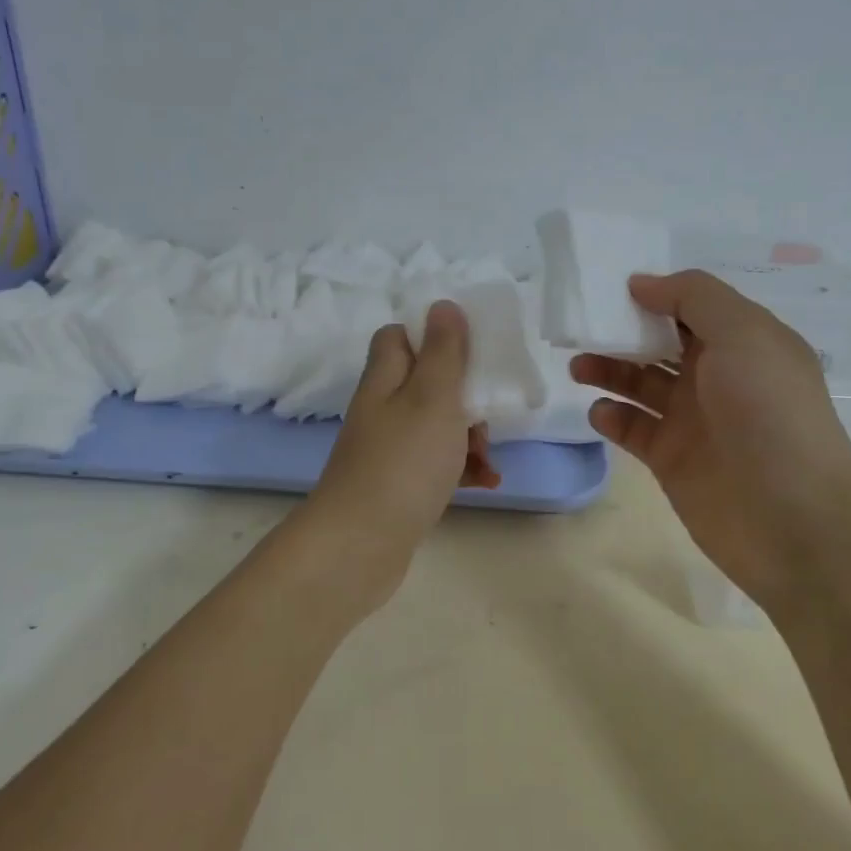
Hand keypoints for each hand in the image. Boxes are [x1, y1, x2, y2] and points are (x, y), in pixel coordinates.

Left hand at [303, 301, 499, 612]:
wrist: (360, 546)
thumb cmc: (403, 463)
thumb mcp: (433, 397)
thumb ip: (444, 351)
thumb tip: (442, 304)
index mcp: (385, 379)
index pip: (399, 337)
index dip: (432, 335)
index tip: (468, 349)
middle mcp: (382, 409)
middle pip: (426, 382)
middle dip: (464, 393)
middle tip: (487, 412)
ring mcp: (388, 449)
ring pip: (436, 425)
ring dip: (469, 434)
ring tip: (489, 456)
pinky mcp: (398, 485)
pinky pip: (436, 463)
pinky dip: (461, 468)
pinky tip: (486, 482)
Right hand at [571, 271, 850, 608]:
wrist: (793, 520)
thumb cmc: (770, 413)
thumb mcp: (743, 334)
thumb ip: (693, 297)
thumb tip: (642, 282)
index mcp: (744, 342)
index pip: (692, 306)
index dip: (655, 294)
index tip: (610, 286)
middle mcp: (718, 376)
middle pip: (660, 342)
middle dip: (622, 331)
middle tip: (582, 326)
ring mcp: (694, 419)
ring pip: (640, 383)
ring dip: (608, 369)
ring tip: (579, 367)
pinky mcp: (672, 459)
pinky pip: (633, 428)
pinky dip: (613, 416)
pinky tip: (602, 412)